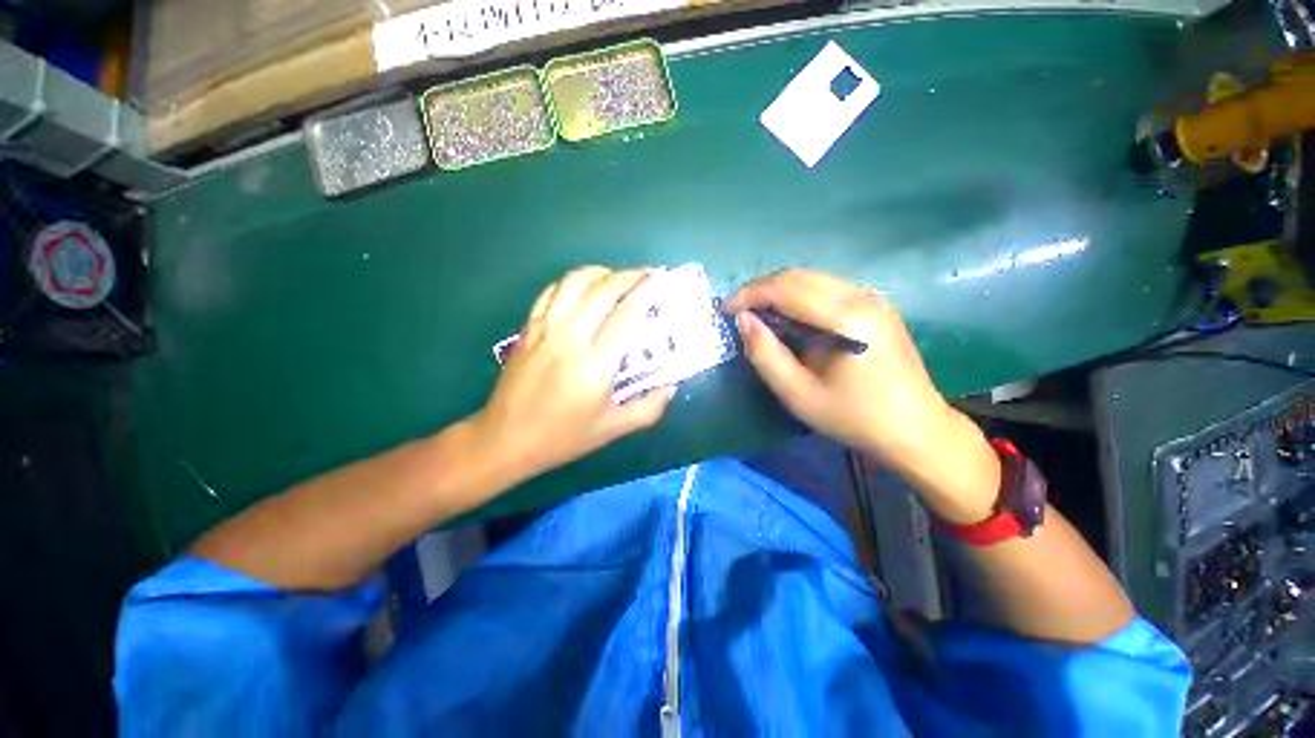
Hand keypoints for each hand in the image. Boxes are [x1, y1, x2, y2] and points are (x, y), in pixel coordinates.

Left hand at [471, 266, 674, 482]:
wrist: (506, 439)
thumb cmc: (563, 437)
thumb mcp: (613, 429)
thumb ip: (649, 408)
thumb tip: (670, 385)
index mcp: (595, 366)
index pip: (626, 316)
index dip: (647, 293)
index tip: (661, 282)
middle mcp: (570, 339)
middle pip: (602, 290)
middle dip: (629, 276)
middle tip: (647, 275)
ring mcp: (545, 330)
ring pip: (574, 282)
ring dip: (600, 272)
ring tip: (616, 278)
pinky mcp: (528, 329)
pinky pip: (552, 292)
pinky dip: (572, 282)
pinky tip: (584, 289)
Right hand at [725, 269, 999, 522]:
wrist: (916, 429)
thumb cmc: (853, 418)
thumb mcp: (798, 394)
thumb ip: (766, 355)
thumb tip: (743, 320)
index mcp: (847, 319)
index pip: (787, 289)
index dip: (750, 294)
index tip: (725, 309)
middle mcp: (862, 298)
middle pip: (800, 276)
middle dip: (761, 287)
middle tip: (737, 309)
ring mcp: (873, 298)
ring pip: (813, 278)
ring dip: (779, 289)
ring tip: (756, 311)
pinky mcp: (876, 306)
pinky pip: (827, 288)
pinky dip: (798, 295)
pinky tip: (787, 315)